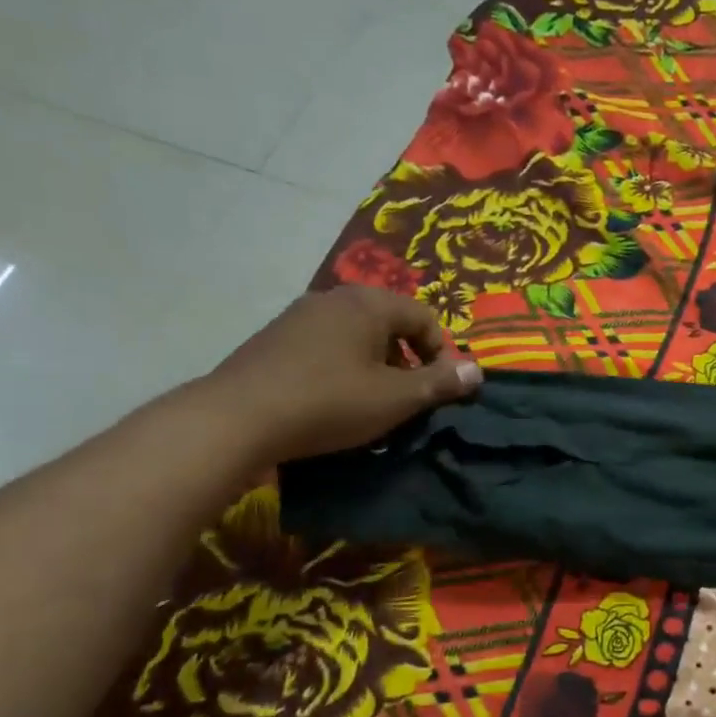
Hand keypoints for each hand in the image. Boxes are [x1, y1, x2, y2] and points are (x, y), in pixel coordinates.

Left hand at [203, 288, 480, 463]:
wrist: (238, 418)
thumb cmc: (329, 403)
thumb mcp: (396, 398)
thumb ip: (440, 383)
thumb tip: (477, 370)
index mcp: (369, 304)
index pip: (425, 317)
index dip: (441, 354)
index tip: (437, 391)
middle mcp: (335, 298)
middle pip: (390, 323)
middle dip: (407, 360)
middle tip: (406, 399)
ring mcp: (299, 316)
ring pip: (356, 336)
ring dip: (375, 367)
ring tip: (370, 404)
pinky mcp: (274, 338)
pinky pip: (326, 346)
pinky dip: (342, 368)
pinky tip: (331, 401)